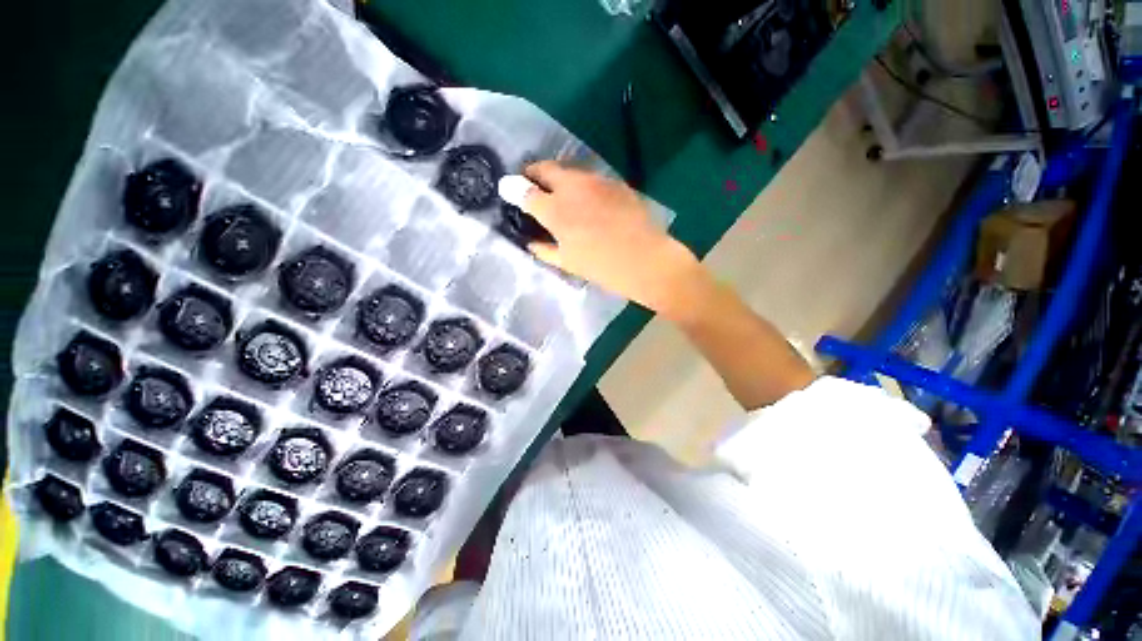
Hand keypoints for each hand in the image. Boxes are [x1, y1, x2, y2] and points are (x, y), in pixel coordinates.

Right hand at [514, 162, 707, 321]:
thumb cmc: (602, 267)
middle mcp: (572, 187)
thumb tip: (530, 242)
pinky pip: (590, 178)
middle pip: (545, 168)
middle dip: (533, 173)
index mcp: (555, 210)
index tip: (508, 189)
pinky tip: (587, 199)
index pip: (524, 190)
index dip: (512, 188)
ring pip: (568, 170)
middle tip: (532, 185)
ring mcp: (595, 181)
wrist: (646, 260)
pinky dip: (581, 184)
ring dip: (558, 178)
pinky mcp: (615, 182)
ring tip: (559, 193)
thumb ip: (544, 249)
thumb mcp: (568, 263)